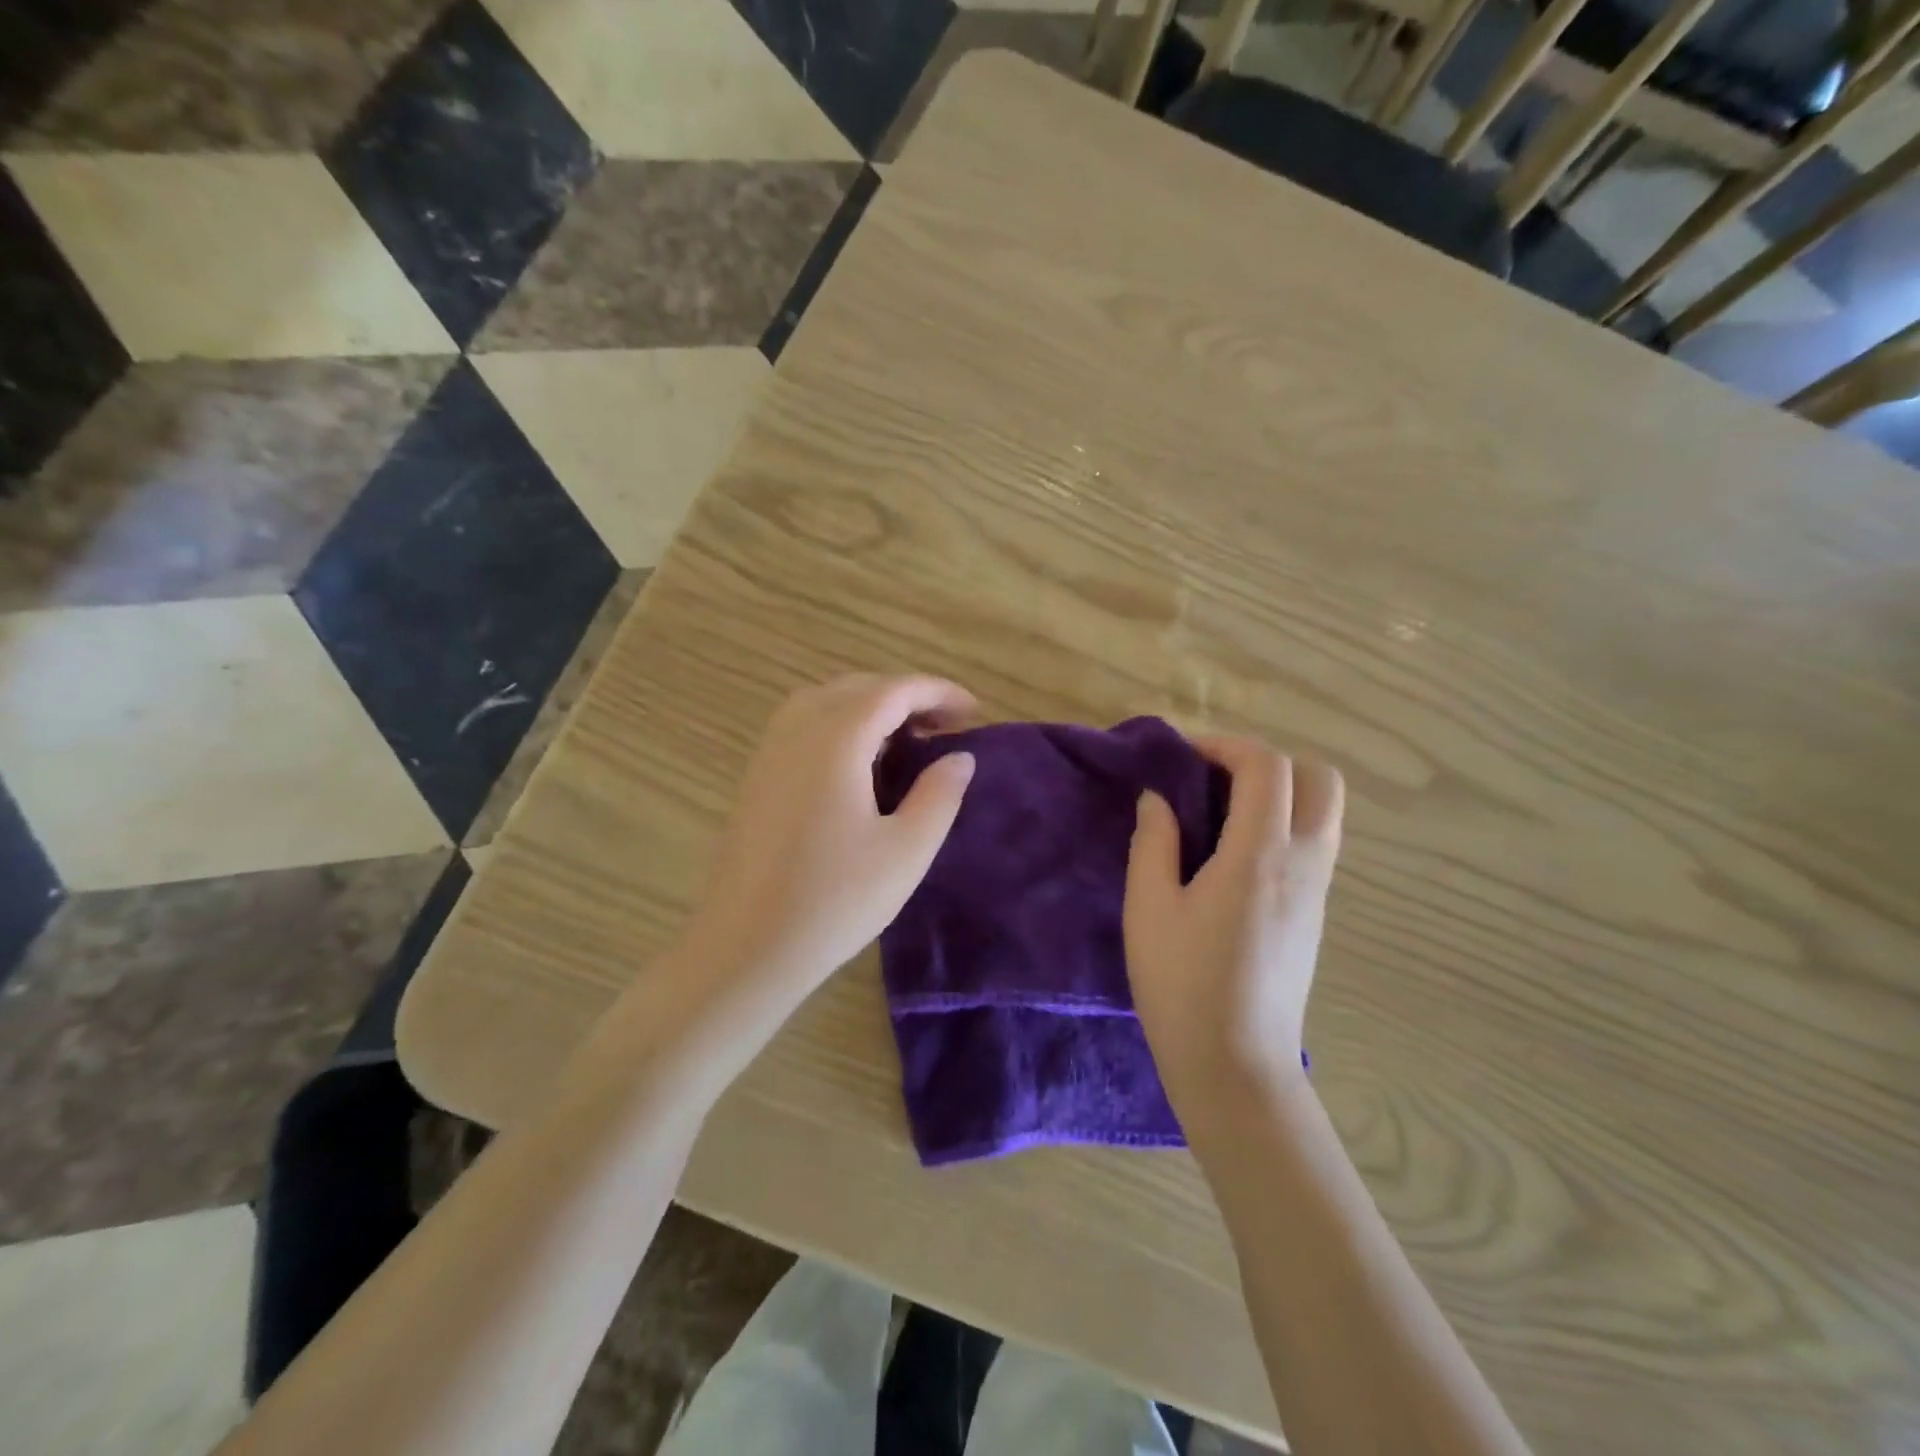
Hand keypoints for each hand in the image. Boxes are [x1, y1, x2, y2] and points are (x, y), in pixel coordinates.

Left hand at [682, 673, 977, 1002]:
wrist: (744, 948)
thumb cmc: (833, 901)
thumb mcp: (905, 851)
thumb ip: (939, 795)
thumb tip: (960, 757)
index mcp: (835, 739)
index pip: (893, 690)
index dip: (938, 691)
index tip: (974, 711)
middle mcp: (797, 730)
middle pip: (858, 687)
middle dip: (906, 697)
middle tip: (945, 728)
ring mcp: (769, 752)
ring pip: (826, 701)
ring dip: (871, 708)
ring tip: (906, 741)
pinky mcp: (756, 777)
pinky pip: (804, 726)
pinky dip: (841, 725)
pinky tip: (859, 765)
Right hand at [1123, 738, 1343, 1115]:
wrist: (1236, 1067)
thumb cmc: (1182, 986)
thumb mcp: (1148, 909)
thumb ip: (1153, 843)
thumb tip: (1159, 800)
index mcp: (1259, 856)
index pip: (1268, 767)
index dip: (1227, 746)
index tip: (1185, 758)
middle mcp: (1304, 863)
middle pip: (1319, 779)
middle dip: (1268, 762)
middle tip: (1215, 780)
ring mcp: (1317, 891)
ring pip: (1324, 812)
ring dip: (1280, 793)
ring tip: (1221, 814)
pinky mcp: (1315, 914)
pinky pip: (1315, 843)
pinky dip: (1284, 824)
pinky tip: (1234, 855)